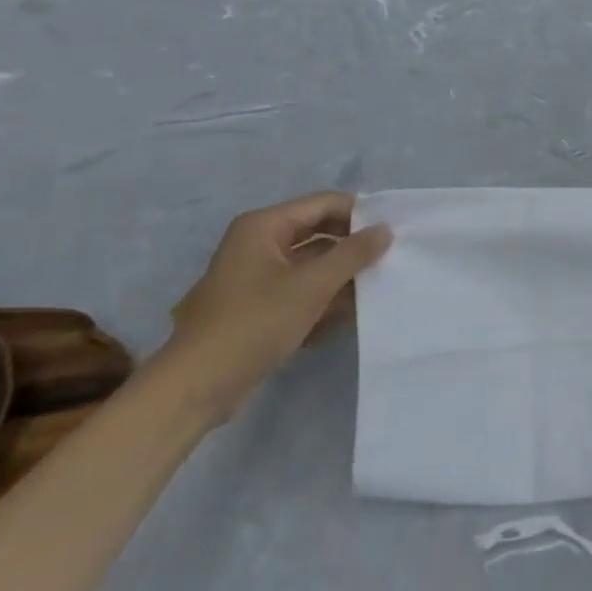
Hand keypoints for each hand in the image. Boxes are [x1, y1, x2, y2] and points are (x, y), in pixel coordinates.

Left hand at [164, 192, 392, 419]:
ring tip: (378, 289)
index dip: (360, 213)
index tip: (395, 231)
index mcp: (264, 227)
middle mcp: (259, 243)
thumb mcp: (311, 286)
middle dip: (352, 248)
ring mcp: (257, 276)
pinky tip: (348, 317)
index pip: (323, 204)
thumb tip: (385, 229)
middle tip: (391, 258)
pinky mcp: (259, 306)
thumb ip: (352, 254)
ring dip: (342, 277)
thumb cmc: (254, 324)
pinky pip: (301, 291)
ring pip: (312, 265)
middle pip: (319, 233)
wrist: (196, 386)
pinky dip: (323, 300)